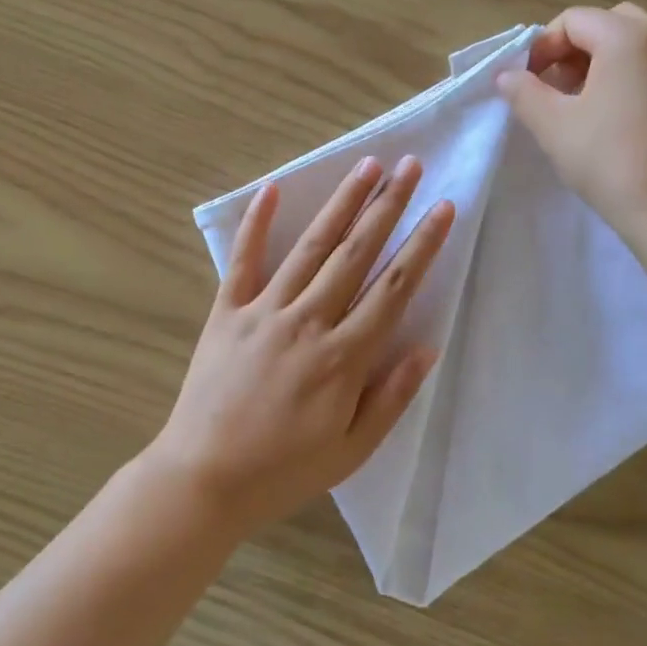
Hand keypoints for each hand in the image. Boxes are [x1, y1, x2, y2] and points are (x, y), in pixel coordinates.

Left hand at [152, 156, 454, 532]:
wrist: (203, 479)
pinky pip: (243, 261)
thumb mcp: (352, 450)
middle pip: (356, 253)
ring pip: (311, 247)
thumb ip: (392, 397)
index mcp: (344, 358)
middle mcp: (308, 322)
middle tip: (410, 165)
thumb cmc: (284, 471)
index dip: (423, 245)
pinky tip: (272, 188)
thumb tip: (427, 346)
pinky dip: (256, 224)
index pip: (393, 288)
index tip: (443, 208)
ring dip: (342, 203)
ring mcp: (264, 312)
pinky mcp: (226, 313)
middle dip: (387, 206)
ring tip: (366, 166)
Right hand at [496, 3, 646, 240]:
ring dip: (623, 59)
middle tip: (562, 88)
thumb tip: (507, 74)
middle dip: (582, 47)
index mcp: (626, 37)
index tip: (529, 81)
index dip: (544, 46)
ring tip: (603, 98)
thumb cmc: (606, 160)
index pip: (574, 20)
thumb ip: (523, 91)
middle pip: (615, 23)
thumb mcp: (551, 125)